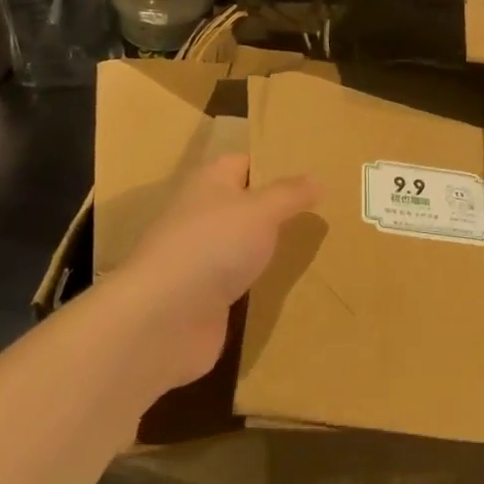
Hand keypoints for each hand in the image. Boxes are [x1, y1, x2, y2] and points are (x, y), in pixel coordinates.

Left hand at [115, 154, 317, 391]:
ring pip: (242, 246)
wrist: (162, 320)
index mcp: (209, 182)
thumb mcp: (262, 210)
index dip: (274, 166)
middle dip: (276, 210)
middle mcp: (201, 215)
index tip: (310, 175)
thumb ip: (290, 194)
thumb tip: (316, 178)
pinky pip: (238, 283)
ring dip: (267, 250)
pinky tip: (288, 287)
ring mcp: (199, 259)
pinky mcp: (202, 298)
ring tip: (312, 248)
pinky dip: (258, 285)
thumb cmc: (213, 246)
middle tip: (321, 212)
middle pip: (244, 205)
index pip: (245, 163)